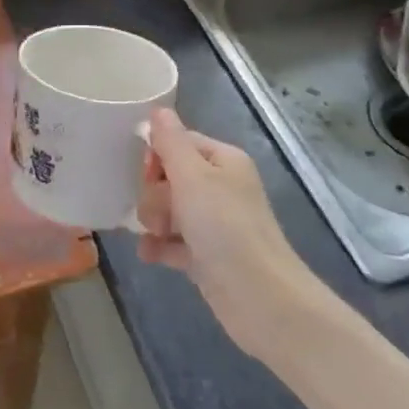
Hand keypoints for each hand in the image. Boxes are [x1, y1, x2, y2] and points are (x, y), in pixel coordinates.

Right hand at [137, 108, 313, 359]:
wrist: (261, 300)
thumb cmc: (225, 229)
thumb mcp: (192, 177)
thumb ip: (171, 142)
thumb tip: (158, 109)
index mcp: (223, 160)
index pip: (178, 142)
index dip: (157, 156)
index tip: (147, 175)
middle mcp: (221, 187)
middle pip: (170, 176)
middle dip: (154, 193)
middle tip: (157, 214)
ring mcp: (215, 223)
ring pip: (169, 209)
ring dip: (154, 220)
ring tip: (154, 236)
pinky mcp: (208, 255)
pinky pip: (173, 241)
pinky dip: (160, 246)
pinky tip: (149, 255)